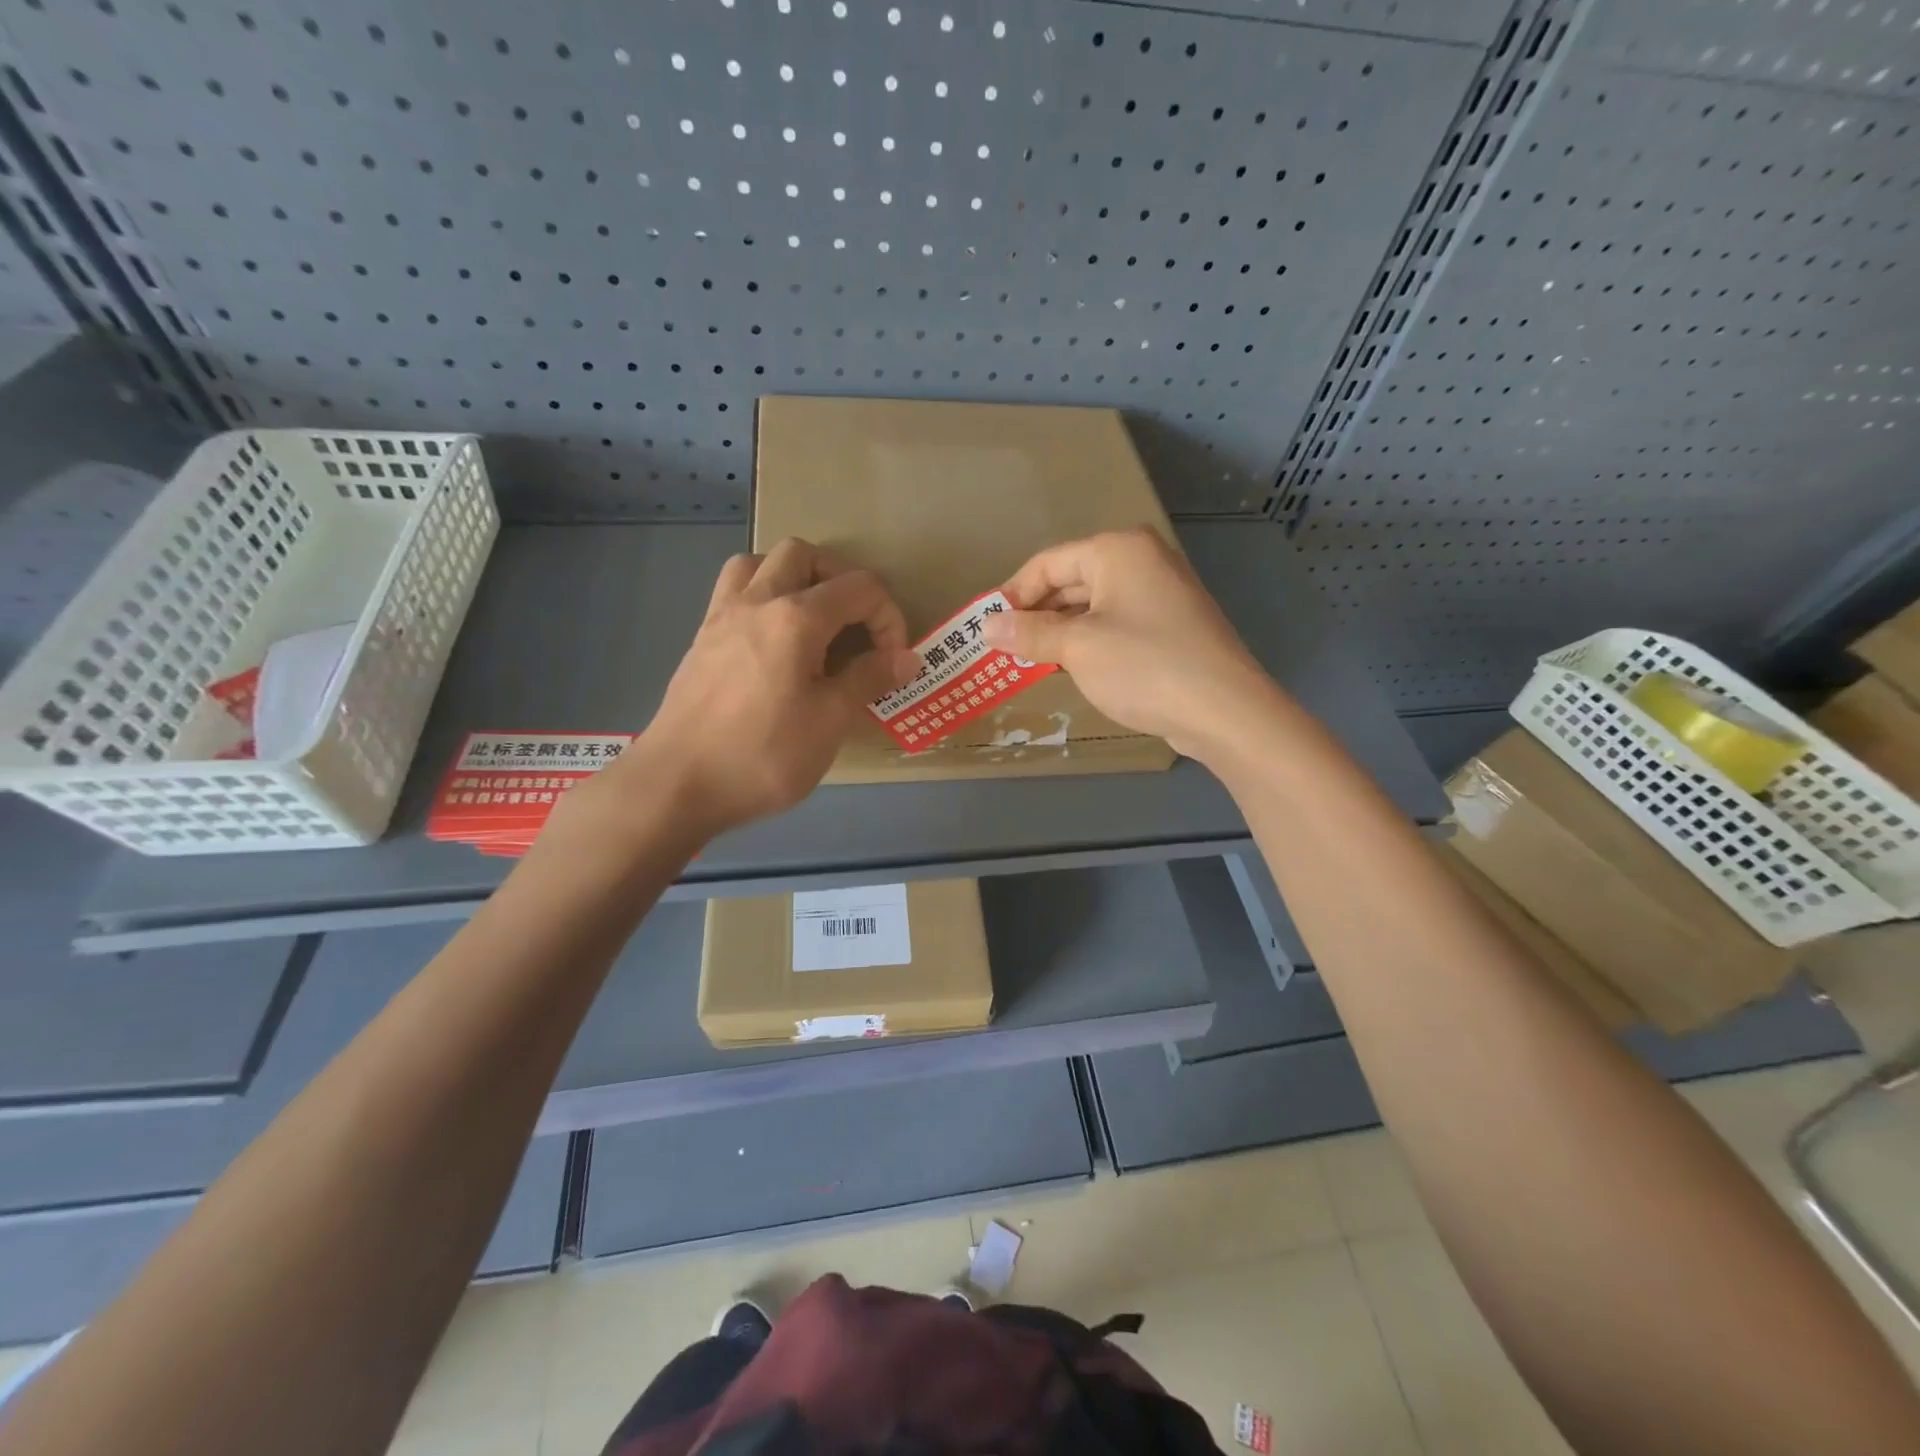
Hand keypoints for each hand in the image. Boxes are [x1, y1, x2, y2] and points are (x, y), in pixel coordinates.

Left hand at [586, 540, 918, 841]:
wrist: (677, 784)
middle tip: (854, 624)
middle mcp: (757, 601)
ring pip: (759, 563)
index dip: (888, 617)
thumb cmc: (762, 755)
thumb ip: (869, 679)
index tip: (892, 661)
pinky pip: (733, 592)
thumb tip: (907, 657)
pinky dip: (761, 597)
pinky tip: (773, 643)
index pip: (859, 588)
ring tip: (811, 621)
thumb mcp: (829, 722)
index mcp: (796, 617)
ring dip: (793, 578)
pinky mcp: (701, 639)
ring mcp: (721, 616)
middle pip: (804, 554)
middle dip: (840, 580)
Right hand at [982, 527, 1278, 763]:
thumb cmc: (1143, 666)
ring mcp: (1162, 593)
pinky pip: (1117, 624)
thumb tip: (986, 626)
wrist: (1224, 710)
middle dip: (1037, 615)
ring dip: (1060, 632)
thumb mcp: (1077, 648)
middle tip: (1005, 649)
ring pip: (1093, 606)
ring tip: (1031, 662)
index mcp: (1118, 550)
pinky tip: (1072, 668)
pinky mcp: (1172, 625)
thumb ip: (1029, 633)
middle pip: (1071, 580)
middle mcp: (1143, 560)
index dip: (1013, 595)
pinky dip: (1090, 642)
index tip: (987, 628)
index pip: (1048, 563)